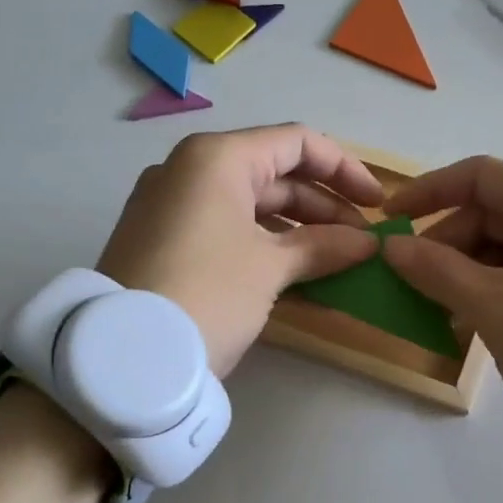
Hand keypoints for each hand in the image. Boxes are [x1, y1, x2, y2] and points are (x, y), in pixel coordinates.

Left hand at [96, 125, 383, 376]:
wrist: (126, 359)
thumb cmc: (207, 294)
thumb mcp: (270, 268)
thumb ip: (323, 247)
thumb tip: (368, 244)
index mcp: (216, 158)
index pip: (297, 143)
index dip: (345, 169)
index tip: (377, 204)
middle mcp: (190, 171)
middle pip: (274, 174)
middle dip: (324, 206)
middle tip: (361, 243)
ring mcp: (171, 206)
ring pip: (251, 205)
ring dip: (298, 230)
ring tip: (337, 260)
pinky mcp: (163, 241)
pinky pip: (226, 230)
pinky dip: (264, 245)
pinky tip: (296, 272)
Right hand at [383, 157, 502, 450]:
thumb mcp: (490, 309)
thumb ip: (435, 269)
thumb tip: (392, 245)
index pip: (481, 176)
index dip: (428, 192)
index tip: (391, 219)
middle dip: (452, 242)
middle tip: (416, 282)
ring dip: (477, 266)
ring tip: (444, 307)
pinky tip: (484, 314)